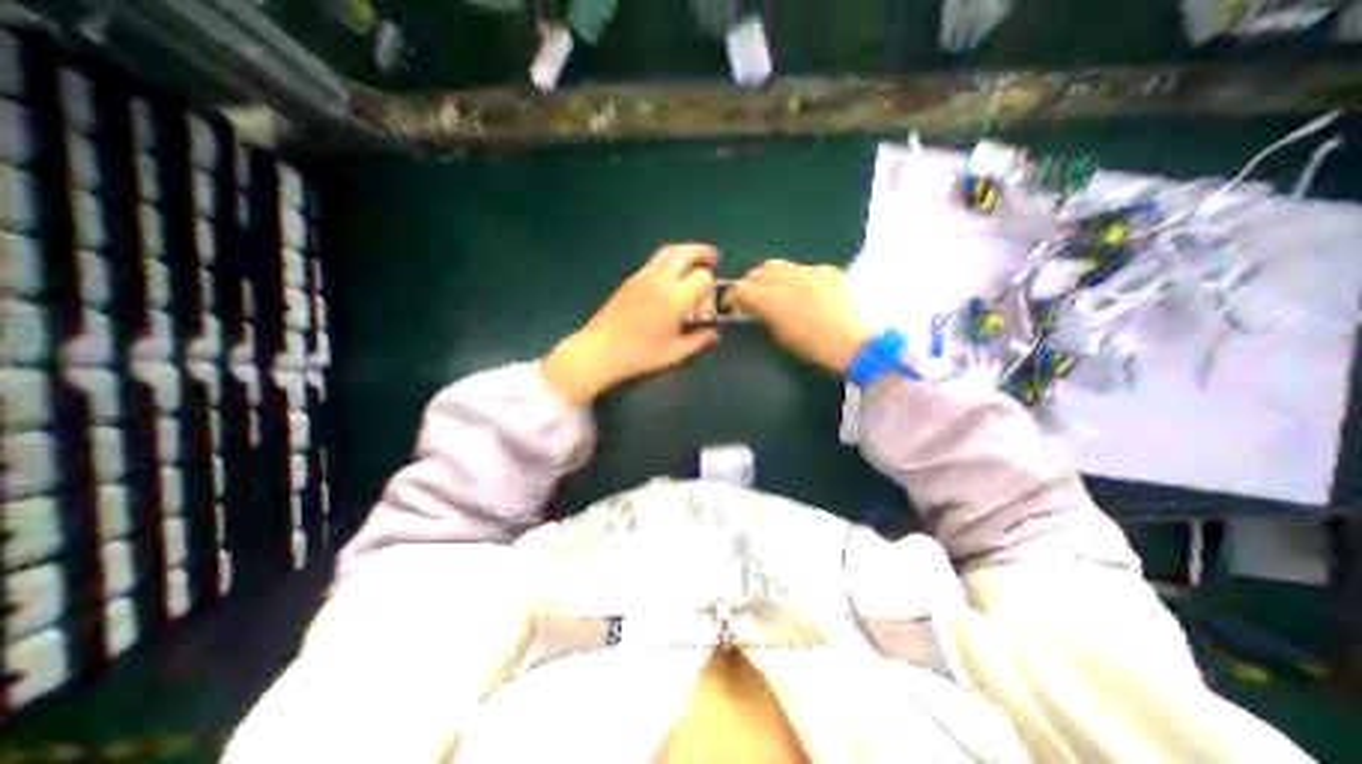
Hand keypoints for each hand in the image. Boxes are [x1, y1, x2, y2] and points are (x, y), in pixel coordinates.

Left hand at [540, 241, 723, 405]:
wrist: (600, 350)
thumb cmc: (639, 355)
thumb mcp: (673, 353)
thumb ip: (697, 341)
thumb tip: (714, 335)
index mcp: (675, 298)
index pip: (702, 276)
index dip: (710, 284)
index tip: (709, 297)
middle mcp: (660, 280)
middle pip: (685, 252)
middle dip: (702, 252)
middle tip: (713, 260)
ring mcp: (643, 276)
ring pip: (668, 252)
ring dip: (685, 252)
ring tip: (693, 262)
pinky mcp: (631, 279)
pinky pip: (655, 261)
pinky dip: (670, 260)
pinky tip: (671, 277)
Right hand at [734, 261, 872, 373]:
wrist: (858, 342)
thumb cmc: (816, 348)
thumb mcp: (782, 337)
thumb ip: (765, 317)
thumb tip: (758, 309)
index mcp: (773, 299)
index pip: (742, 289)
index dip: (733, 297)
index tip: (732, 305)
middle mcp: (788, 279)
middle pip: (759, 271)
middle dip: (750, 282)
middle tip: (751, 296)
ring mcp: (810, 271)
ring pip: (780, 265)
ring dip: (770, 276)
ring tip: (774, 289)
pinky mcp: (828, 270)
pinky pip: (803, 268)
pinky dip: (795, 277)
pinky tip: (803, 290)